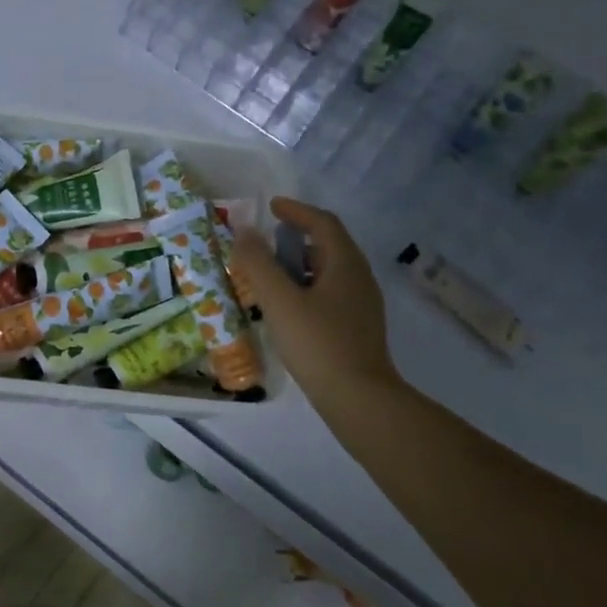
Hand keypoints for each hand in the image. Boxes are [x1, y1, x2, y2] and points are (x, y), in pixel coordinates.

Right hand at [231, 198, 401, 406]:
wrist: (359, 398)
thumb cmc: (318, 343)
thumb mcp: (280, 301)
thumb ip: (259, 264)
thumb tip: (244, 233)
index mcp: (346, 264)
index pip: (323, 222)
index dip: (296, 211)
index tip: (271, 207)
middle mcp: (359, 278)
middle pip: (328, 245)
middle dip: (296, 238)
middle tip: (266, 242)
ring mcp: (362, 306)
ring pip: (328, 272)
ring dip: (300, 266)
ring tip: (270, 276)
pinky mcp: (357, 329)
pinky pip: (329, 295)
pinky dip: (306, 289)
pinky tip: (287, 309)